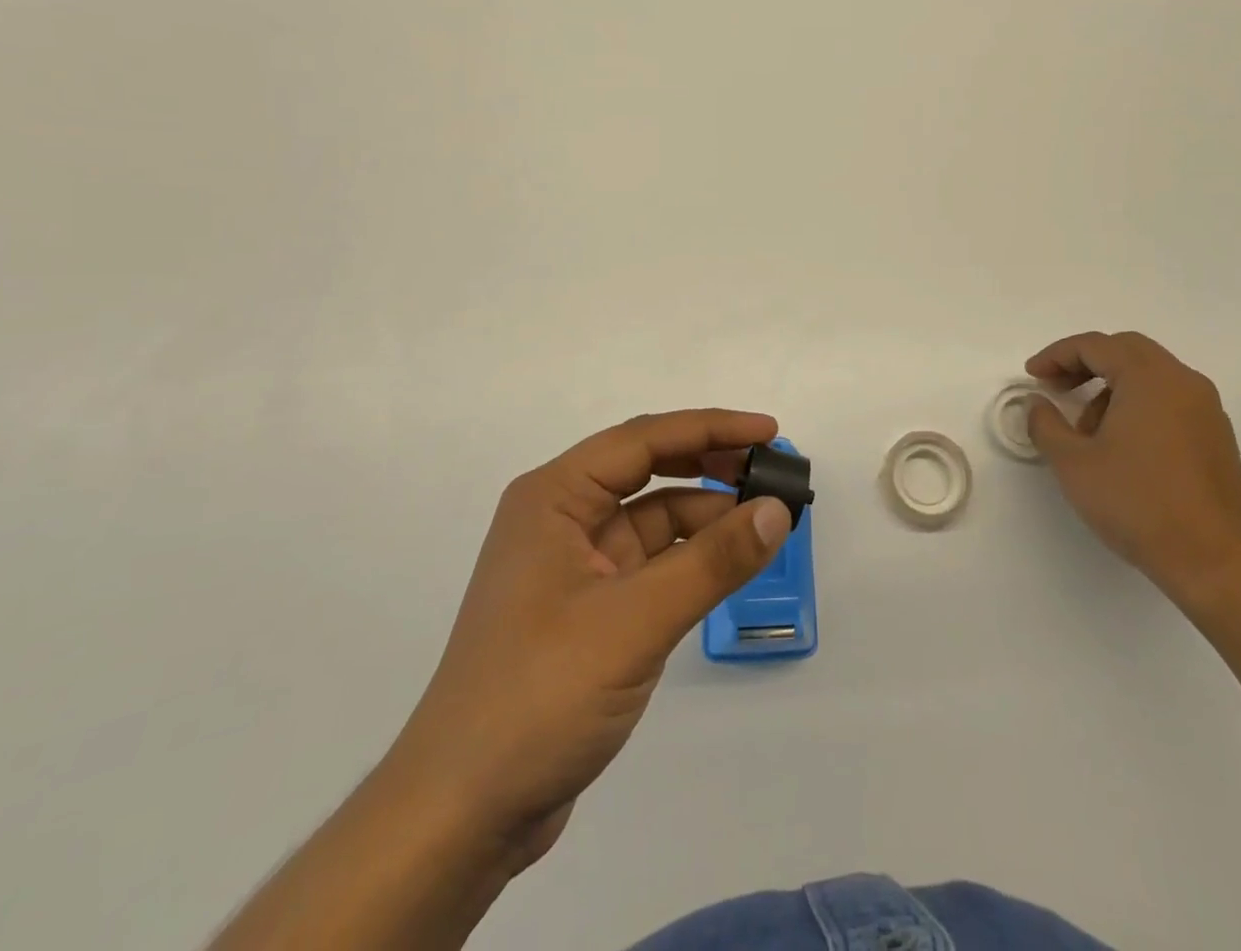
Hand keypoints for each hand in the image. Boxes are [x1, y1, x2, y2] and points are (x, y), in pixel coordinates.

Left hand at [390, 409, 792, 870]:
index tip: (768, 431)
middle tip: (770, 470)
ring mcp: (571, 565)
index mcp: (554, 497)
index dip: (710, 428)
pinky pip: (648, 562)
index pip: (643, 440)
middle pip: (646, 470)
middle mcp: (560, 518)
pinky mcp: (585, 608)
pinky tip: (727, 565)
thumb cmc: (540, 694)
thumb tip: (778, 510)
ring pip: (650, 518)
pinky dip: (689, 558)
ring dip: (704, 516)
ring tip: (764, 521)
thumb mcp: (635, 621)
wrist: (462, 813)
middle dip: (708, 464)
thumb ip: (711, 562)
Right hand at [1025, 330, 1240, 606]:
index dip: (1057, 355)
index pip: (1095, 345)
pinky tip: (1120, 445)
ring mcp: (1206, 410)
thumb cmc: (1138, 504)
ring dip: (1111, 386)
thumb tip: (1037, 404)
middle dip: (1085, 363)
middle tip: (1056, 386)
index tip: (1032, 376)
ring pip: (1150, 375)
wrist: (1217, 562)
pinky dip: (1137, 404)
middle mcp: (1183, 382)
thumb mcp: (1074, 463)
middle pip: (1126, 350)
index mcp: (1149, 378)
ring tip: (1086, 430)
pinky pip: (1169, 399)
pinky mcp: (1216, 437)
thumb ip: (1046, 425)